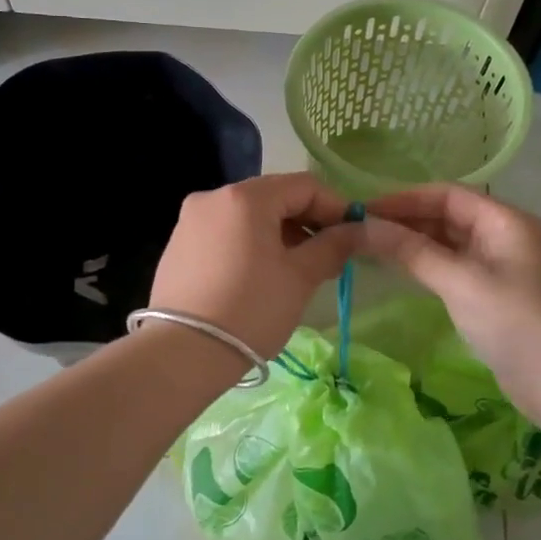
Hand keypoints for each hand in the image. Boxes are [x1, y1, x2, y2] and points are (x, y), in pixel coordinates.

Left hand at [149, 173, 364, 359]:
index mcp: (245, 197)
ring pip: (247, 217)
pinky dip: (249, 245)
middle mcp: (213, 197)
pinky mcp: (177, 246)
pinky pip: (224, 234)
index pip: (304, 186)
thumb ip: (334, 245)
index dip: (336, 207)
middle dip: (306, 221)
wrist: (183, 353)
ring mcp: (190, 221)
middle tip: (328, 256)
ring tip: (296, 270)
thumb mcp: (300, 277)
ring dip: (278, 235)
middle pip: (273, 197)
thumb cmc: (251, 309)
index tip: (354, 236)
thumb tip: (363, 229)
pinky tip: (258, 277)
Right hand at [360, 185, 540, 421]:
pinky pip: (455, 269)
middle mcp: (505, 236)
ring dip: (414, 244)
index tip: (363, 211)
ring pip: (450, 244)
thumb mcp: (461, 282)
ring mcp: (502, 268)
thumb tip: (364, 226)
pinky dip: (427, 267)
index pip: (446, 194)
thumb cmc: (518, 324)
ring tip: (370, 250)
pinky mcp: (496, 297)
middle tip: (359, 232)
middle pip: (448, 216)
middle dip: (405, 220)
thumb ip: (412, 251)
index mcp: (505, 221)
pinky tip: (402, 273)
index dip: (403, 199)